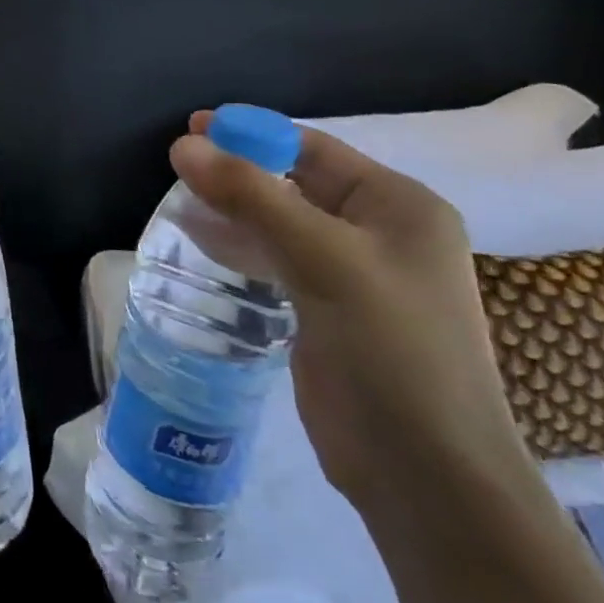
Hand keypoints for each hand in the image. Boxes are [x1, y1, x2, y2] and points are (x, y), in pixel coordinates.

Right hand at [172, 114, 534, 512]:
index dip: (252, 133)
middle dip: (238, 172)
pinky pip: (276, 260)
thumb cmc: (391, 350)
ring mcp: (354, 275)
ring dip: (233, 209)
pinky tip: (201, 242)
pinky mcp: (328, 310)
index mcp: (398, 207)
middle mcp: (380, 233)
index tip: (192, 128)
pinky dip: (240, 245)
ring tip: (179, 202)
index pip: (313, 150)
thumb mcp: (322, 259)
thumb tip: (183, 144)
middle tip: (177, 168)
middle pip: (294, 183)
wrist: (426, 474)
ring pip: (280, 222)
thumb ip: (251, 195)